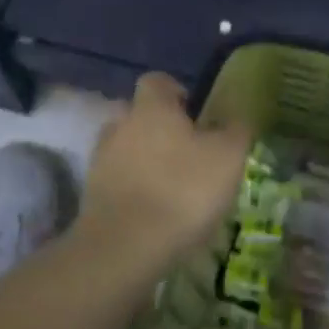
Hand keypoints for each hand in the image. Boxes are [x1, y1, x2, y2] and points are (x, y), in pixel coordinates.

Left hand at [81, 73, 251, 273]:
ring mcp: (100, 160)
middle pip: (139, 115)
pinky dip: (133, 189)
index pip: (157, 81)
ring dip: (144, 161)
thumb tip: (236, 117)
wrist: (125, 247)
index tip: (195, 114)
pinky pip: (117, 181)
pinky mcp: (92, 195)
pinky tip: (154, 212)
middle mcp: (120, 124)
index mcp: (151, 107)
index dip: (176, 92)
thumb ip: (235, 130)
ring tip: (171, 187)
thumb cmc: (182, 190)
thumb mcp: (227, 157)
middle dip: (160, 129)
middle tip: (188, 153)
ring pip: (126, 148)